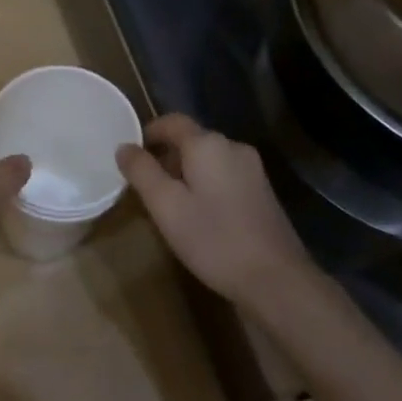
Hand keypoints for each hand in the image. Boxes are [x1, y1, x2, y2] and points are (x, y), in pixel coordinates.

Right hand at [117, 114, 312, 304]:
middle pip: (192, 139)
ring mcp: (253, 169)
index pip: (172, 121)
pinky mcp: (263, 192)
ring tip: (170, 203)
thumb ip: (142, 172)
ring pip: (209, 159)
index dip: (149, 132)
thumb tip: (124, 147)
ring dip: (186, 172)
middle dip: (166, 155)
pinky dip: (206, 184)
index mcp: (208, 144)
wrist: (277, 279)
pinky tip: (200, 215)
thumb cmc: (214, 239)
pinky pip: (225, 175)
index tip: (131, 154)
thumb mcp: (166, 206)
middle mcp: (233, 147)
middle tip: (146, 185)